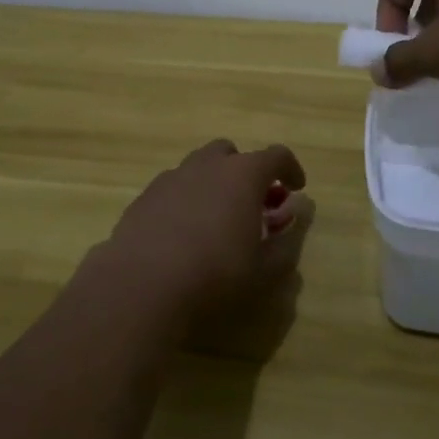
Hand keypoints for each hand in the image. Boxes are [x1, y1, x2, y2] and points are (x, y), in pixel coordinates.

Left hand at [89, 140, 309, 348]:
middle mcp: (207, 165)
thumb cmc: (215, 274)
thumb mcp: (265, 270)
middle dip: (245, 172)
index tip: (296, 187)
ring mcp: (171, 178)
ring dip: (214, 184)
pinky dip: (186, 200)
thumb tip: (293, 222)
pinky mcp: (144, 197)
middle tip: (252, 204)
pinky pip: (174, 188)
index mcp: (242, 174)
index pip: (276, 156)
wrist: (142, 285)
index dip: (290, 168)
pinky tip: (183, 233)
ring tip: (217, 220)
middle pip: (231, 153)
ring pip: (199, 168)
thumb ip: (286, 243)